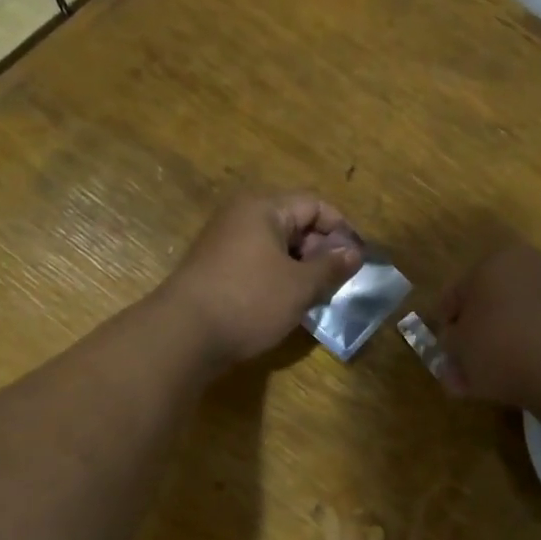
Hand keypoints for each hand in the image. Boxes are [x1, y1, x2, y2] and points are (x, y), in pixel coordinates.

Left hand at [164, 191, 363, 367]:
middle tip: (337, 281)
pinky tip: (286, 303)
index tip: (357, 259)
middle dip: (320, 250)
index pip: (315, 205)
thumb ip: (331, 266)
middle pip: (294, 222)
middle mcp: (241, 216)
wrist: (182, 335)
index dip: (341, 229)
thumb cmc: (248, 301)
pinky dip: (277, 276)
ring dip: (299, 267)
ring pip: (276, 246)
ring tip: (315, 295)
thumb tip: (355, 252)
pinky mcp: (215, 266)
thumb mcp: (299, 285)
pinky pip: (257, 262)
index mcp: (264, 208)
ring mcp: (225, 241)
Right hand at [433, 240, 540, 407]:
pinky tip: (513, 380)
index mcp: (493, 261)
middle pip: (487, 306)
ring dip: (496, 348)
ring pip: (513, 322)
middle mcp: (527, 267)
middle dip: (472, 337)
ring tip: (484, 383)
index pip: (455, 293)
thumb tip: (453, 345)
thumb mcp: (458, 347)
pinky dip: (524, 353)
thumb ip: (449, 343)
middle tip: (461, 366)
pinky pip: (538, 335)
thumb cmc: (499, 345)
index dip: (443, 322)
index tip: (441, 348)